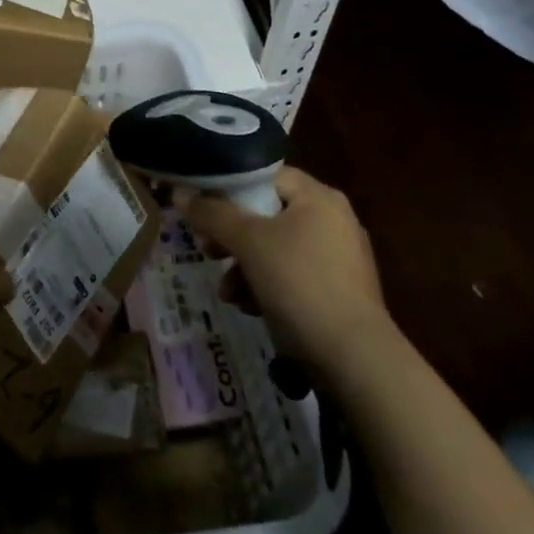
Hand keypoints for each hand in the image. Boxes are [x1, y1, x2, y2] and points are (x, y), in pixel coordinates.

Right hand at [184, 167, 387, 366]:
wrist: (353, 357)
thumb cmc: (299, 282)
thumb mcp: (248, 242)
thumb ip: (212, 214)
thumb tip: (180, 192)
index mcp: (318, 197)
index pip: (265, 176)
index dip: (229, 188)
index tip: (202, 209)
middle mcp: (332, 219)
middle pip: (267, 214)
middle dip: (231, 235)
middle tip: (206, 249)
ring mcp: (339, 257)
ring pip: (276, 248)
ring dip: (244, 266)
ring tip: (227, 291)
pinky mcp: (338, 291)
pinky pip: (292, 276)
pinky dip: (267, 286)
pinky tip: (249, 307)